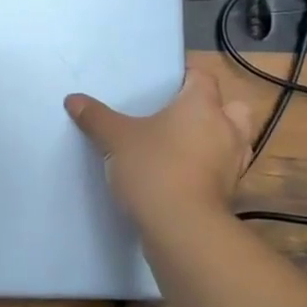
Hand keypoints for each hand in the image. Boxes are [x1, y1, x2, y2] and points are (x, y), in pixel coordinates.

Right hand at [65, 68, 256, 224]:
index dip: (187, 76)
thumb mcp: (115, 139)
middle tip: (184, 116)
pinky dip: (209, 171)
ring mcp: (232, 164)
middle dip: (216, 109)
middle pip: (234, 108)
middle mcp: (226, 129)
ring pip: (234, 142)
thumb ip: (96, 117)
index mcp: (202, 105)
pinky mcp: (229, 194)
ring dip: (216, 142)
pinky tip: (183, 177)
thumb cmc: (154, 168)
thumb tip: (73, 99)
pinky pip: (223, 172)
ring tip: (185, 147)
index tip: (166, 84)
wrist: (182, 229)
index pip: (203, 76)